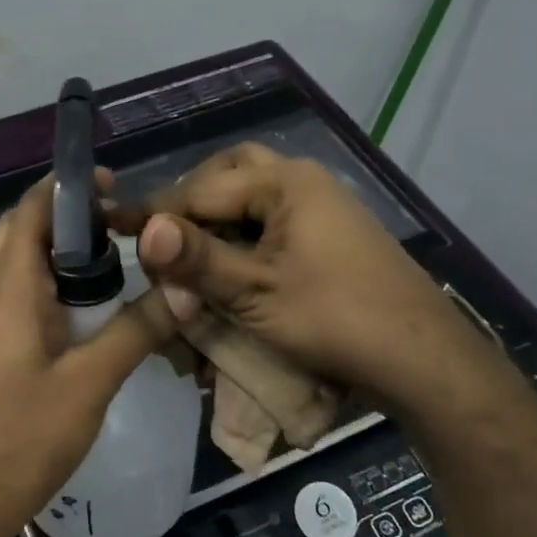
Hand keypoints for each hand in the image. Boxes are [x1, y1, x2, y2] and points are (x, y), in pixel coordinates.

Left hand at [0, 173, 172, 536]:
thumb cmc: (21, 438)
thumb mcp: (89, 383)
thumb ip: (137, 330)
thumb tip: (185, 287)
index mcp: (8, 288)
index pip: (31, 210)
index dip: (69, 189)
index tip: (117, 187)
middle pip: (26, 233)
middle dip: (73, 220)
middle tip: (128, 227)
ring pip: (24, 266)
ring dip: (66, 255)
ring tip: (121, 262)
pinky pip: (23, 297)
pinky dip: (57, 287)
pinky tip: (93, 313)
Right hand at [114, 143, 502, 414]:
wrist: (424, 360)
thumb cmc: (335, 319)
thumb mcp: (256, 292)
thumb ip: (198, 259)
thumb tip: (144, 229)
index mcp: (285, 183)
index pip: (200, 189)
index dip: (154, 213)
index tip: (112, 226)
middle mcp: (304, 183)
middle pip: (229, 176)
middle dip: (190, 204)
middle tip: (161, 238)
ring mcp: (322, 209)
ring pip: (252, 199)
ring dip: (217, 221)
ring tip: (190, 256)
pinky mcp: (330, 238)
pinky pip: (273, 223)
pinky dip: (244, 240)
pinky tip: (230, 269)